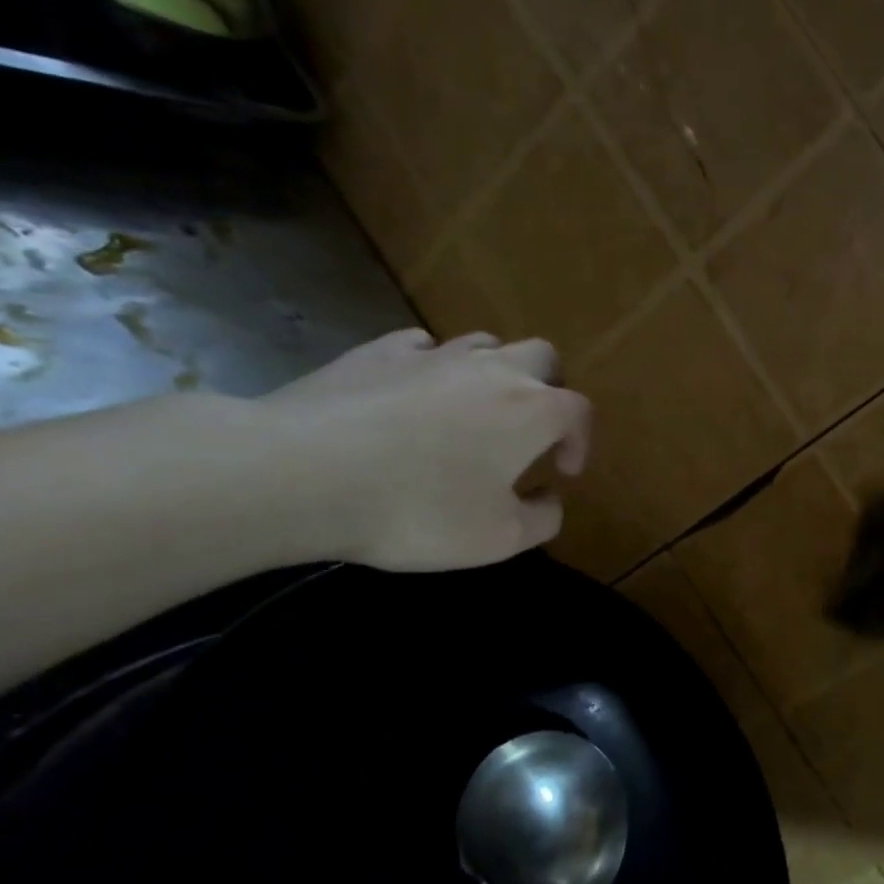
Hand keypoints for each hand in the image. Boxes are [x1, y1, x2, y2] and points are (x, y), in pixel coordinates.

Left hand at [259, 328, 591, 570]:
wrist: (304, 473)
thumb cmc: (420, 509)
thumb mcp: (498, 538)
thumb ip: (541, 519)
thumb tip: (550, 499)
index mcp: (532, 409)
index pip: (579, 410)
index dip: (580, 440)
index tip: (562, 472)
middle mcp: (491, 369)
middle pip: (541, 356)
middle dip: (548, 389)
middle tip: (530, 429)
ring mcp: (432, 354)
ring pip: (484, 344)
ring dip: (494, 373)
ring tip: (474, 412)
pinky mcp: (377, 352)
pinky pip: (421, 347)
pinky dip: (432, 368)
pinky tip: (414, 395)